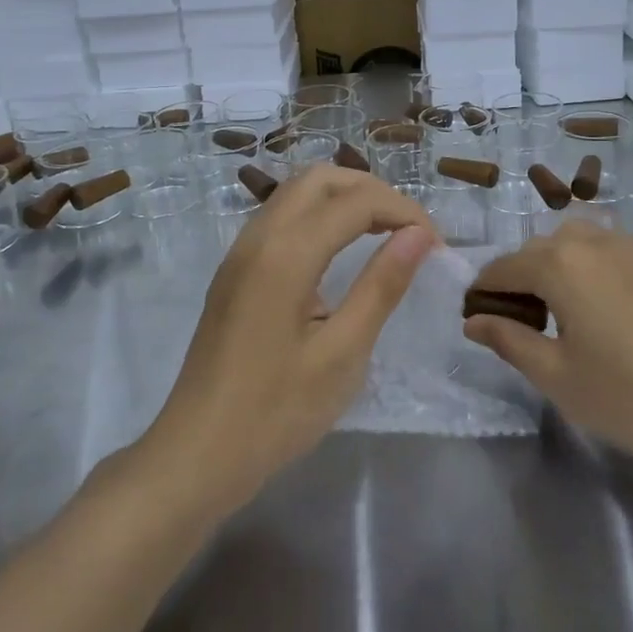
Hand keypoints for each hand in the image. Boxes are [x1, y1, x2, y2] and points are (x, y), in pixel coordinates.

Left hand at [140, 165, 436, 516]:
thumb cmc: (276, 413)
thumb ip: (381, 286)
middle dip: (372, 191)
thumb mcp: (342, 354)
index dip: (404, 212)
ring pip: (297, 192)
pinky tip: (339, 251)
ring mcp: (241, 251)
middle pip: (321, 178)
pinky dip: (318, 215)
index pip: (356, 201)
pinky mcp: (235, 269)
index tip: (436, 246)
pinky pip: (281, 216)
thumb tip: (419, 234)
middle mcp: (259, 236)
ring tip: (383, 233)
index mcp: (286, 254)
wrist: (196, 454)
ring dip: (343, 198)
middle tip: (409, 230)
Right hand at [463, 220, 632, 480]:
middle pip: (540, 249)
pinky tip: (608, 308)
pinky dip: (595, 267)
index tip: (475, 316)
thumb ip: (508, 340)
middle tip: (521, 320)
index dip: (483, 290)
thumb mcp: (555, 376)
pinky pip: (614, 251)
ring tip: (564, 309)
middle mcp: (593, 241)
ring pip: (579, 241)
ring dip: (559, 265)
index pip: (504, 267)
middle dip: (521, 276)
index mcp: (559, 264)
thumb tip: (473, 321)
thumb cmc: (627, 396)